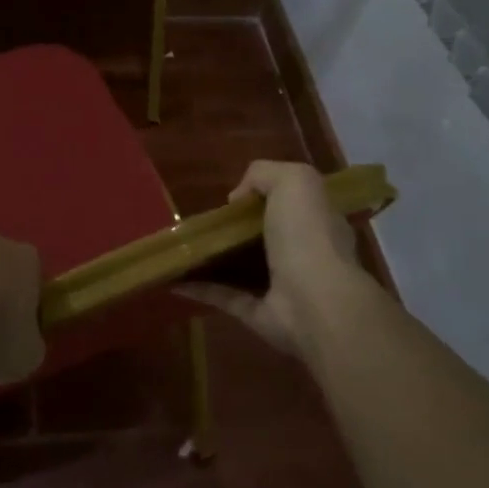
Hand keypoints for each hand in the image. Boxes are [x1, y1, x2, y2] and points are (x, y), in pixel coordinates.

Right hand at [180, 160, 376, 355]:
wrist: (316, 303)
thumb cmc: (307, 235)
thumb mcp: (293, 181)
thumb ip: (264, 174)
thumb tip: (237, 198)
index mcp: (314, 221)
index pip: (291, 204)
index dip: (263, 195)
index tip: (232, 196)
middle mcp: (301, 253)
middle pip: (262, 236)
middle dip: (234, 229)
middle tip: (199, 220)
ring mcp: (280, 286)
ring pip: (242, 268)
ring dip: (213, 259)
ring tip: (179, 247)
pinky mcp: (259, 314)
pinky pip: (225, 297)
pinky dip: (199, 288)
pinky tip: (172, 278)